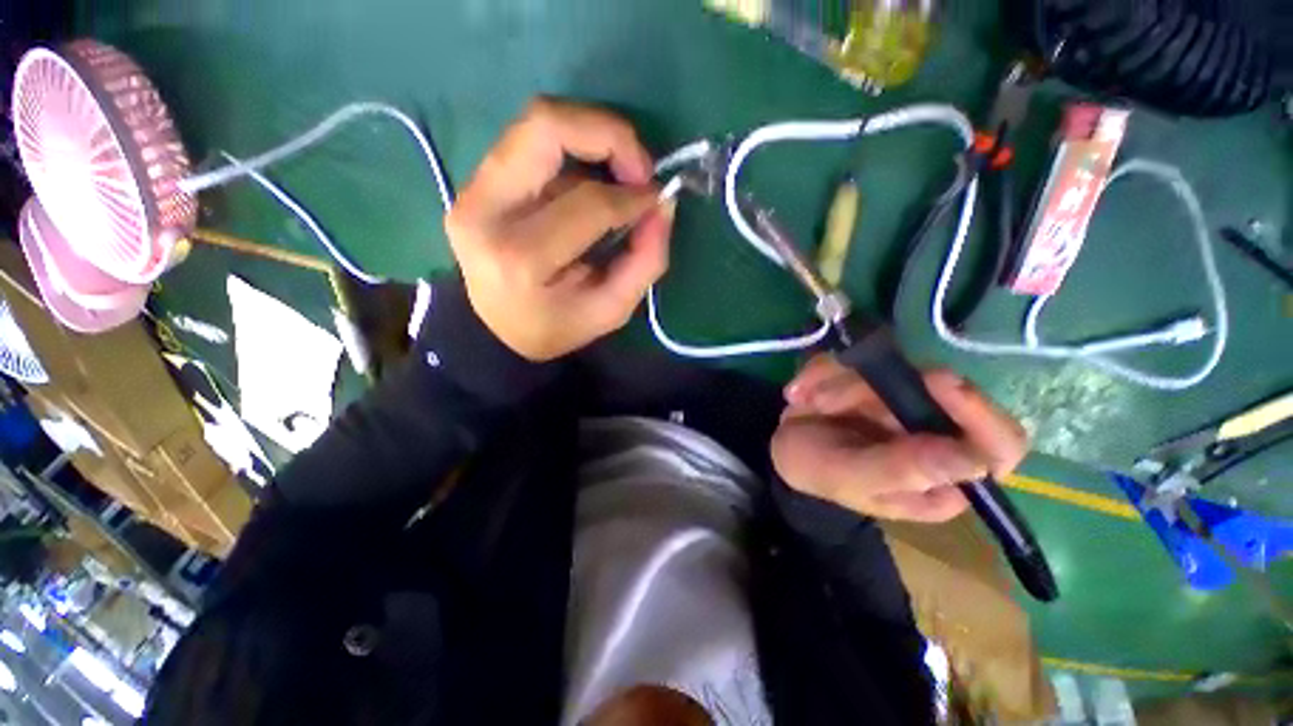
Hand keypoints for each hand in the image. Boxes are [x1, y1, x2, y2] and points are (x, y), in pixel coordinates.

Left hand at [444, 97, 674, 360]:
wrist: (497, 328)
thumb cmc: (557, 325)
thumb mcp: (611, 310)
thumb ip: (645, 260)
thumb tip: (663, 204)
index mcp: (521, 259)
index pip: (588, 203)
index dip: (633, 197)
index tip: (657, 200)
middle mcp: (486, 212)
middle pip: (546, 127)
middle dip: (609, 134)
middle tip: (641, 167)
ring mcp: (472, 191)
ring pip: (536, 122)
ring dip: (592, 132)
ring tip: (622, 166)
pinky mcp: (474, 182)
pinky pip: (530, 140)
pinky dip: (572, 145)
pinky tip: (592, 174)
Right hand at [771, 355, 1027, 522]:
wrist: (781, 449)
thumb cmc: (815, 473)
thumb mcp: (849, 477)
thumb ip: (903, 470)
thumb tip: (976, 459)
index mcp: (943, 477)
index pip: (998, 445)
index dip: (977, 411)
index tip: (934, 380)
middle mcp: (935, 434)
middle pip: (930, 391)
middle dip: (865, 391)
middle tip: (822, 402)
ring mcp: (907, 400)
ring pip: (889, 367)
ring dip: (835, 382)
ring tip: (804, 403)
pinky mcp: (879, 377)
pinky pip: (856, 356)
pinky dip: (821, 371)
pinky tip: (800, 393)